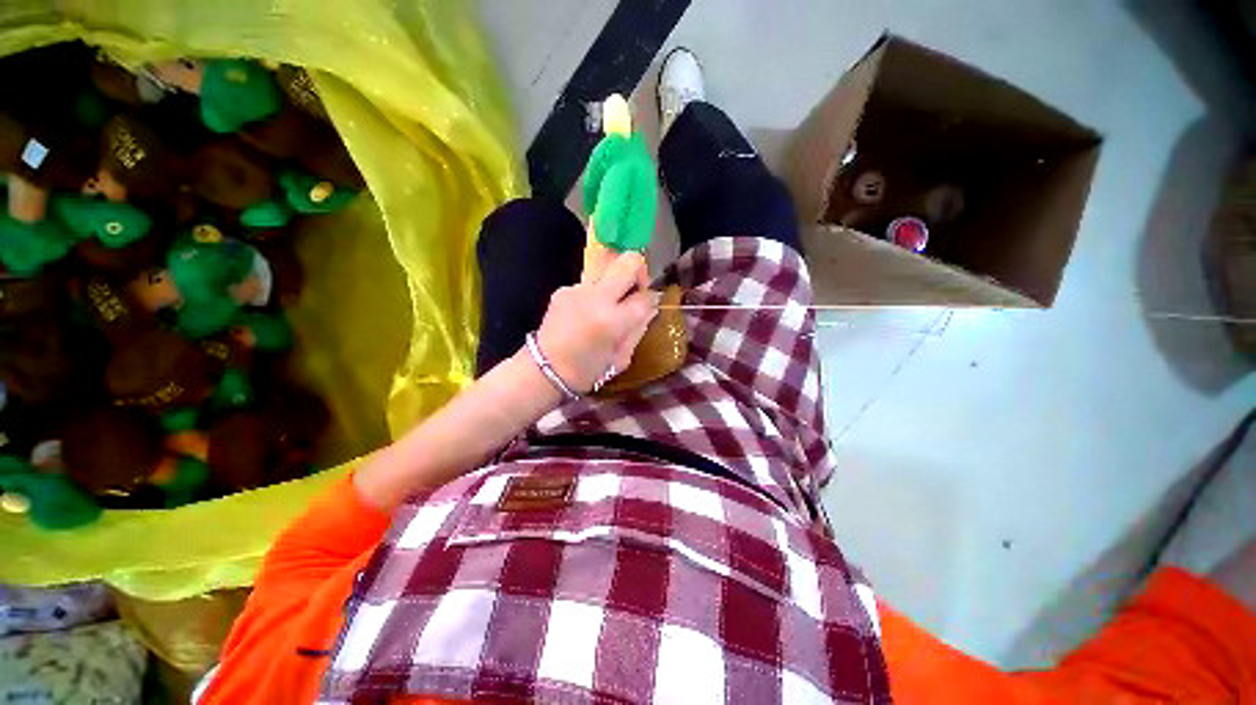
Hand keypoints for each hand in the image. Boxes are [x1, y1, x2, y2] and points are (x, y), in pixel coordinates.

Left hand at [535, 252, 658, 392]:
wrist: (545, 370)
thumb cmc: (587, 371)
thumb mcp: (622, 358)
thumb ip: (638, 329)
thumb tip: (650, 307)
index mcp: (612, 320)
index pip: (645, 296)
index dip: (651, 300)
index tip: (648, 306)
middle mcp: (595, 297)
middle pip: (628, 261)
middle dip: (639, 271)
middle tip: (636, 290)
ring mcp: (577, 290)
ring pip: (607, 272)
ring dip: (614, 286)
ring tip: (606, 310)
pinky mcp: (563, 289)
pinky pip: (589, 285)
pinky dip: (595, 296)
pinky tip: (586, 315)